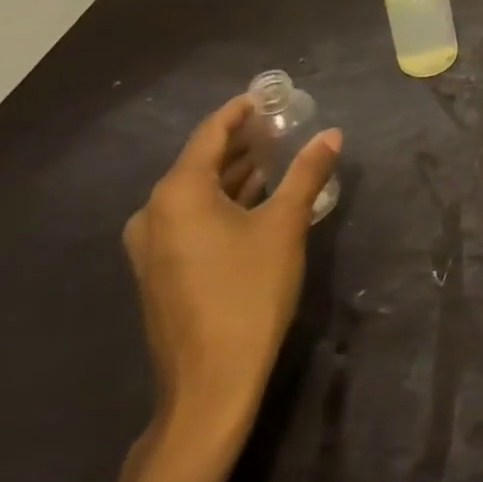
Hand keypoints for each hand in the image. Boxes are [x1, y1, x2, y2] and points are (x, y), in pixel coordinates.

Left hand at [122, 95, 342, 429]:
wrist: (209, 386)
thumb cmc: (248, 293)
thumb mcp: (286, 225)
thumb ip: (307, 172)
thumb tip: (331, 133)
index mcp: (178, 193)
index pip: (211, 133)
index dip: (241, 110)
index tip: (270, 95)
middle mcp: (154, 213)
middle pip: (201, 160)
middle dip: (242, 141)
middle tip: (282, 124)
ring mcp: (152, 247)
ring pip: (196, 191)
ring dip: (234, 172)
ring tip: (276, 155)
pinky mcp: (160, 272)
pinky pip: (191, 217)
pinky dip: (222, 200)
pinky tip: (256, 199)